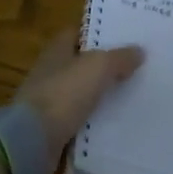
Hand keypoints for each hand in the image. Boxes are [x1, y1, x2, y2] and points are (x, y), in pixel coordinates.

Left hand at [14, 28, 144, 162]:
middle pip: (83, 64)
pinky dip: (97, 120)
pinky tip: (120, 122)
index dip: (99, 32)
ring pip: (84, 93)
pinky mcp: (55, 128)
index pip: (77, 33)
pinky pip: (82, 120)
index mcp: (56, 50)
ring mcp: (51, 102)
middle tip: (138, 66)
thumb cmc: (64, 93)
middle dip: (107, 65)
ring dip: (104, 94)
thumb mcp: (98, 67)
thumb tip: (138, 51)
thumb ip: (119, 57)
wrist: (33, 141)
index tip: (125, 37)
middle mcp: (51, 72)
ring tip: (136, 94)